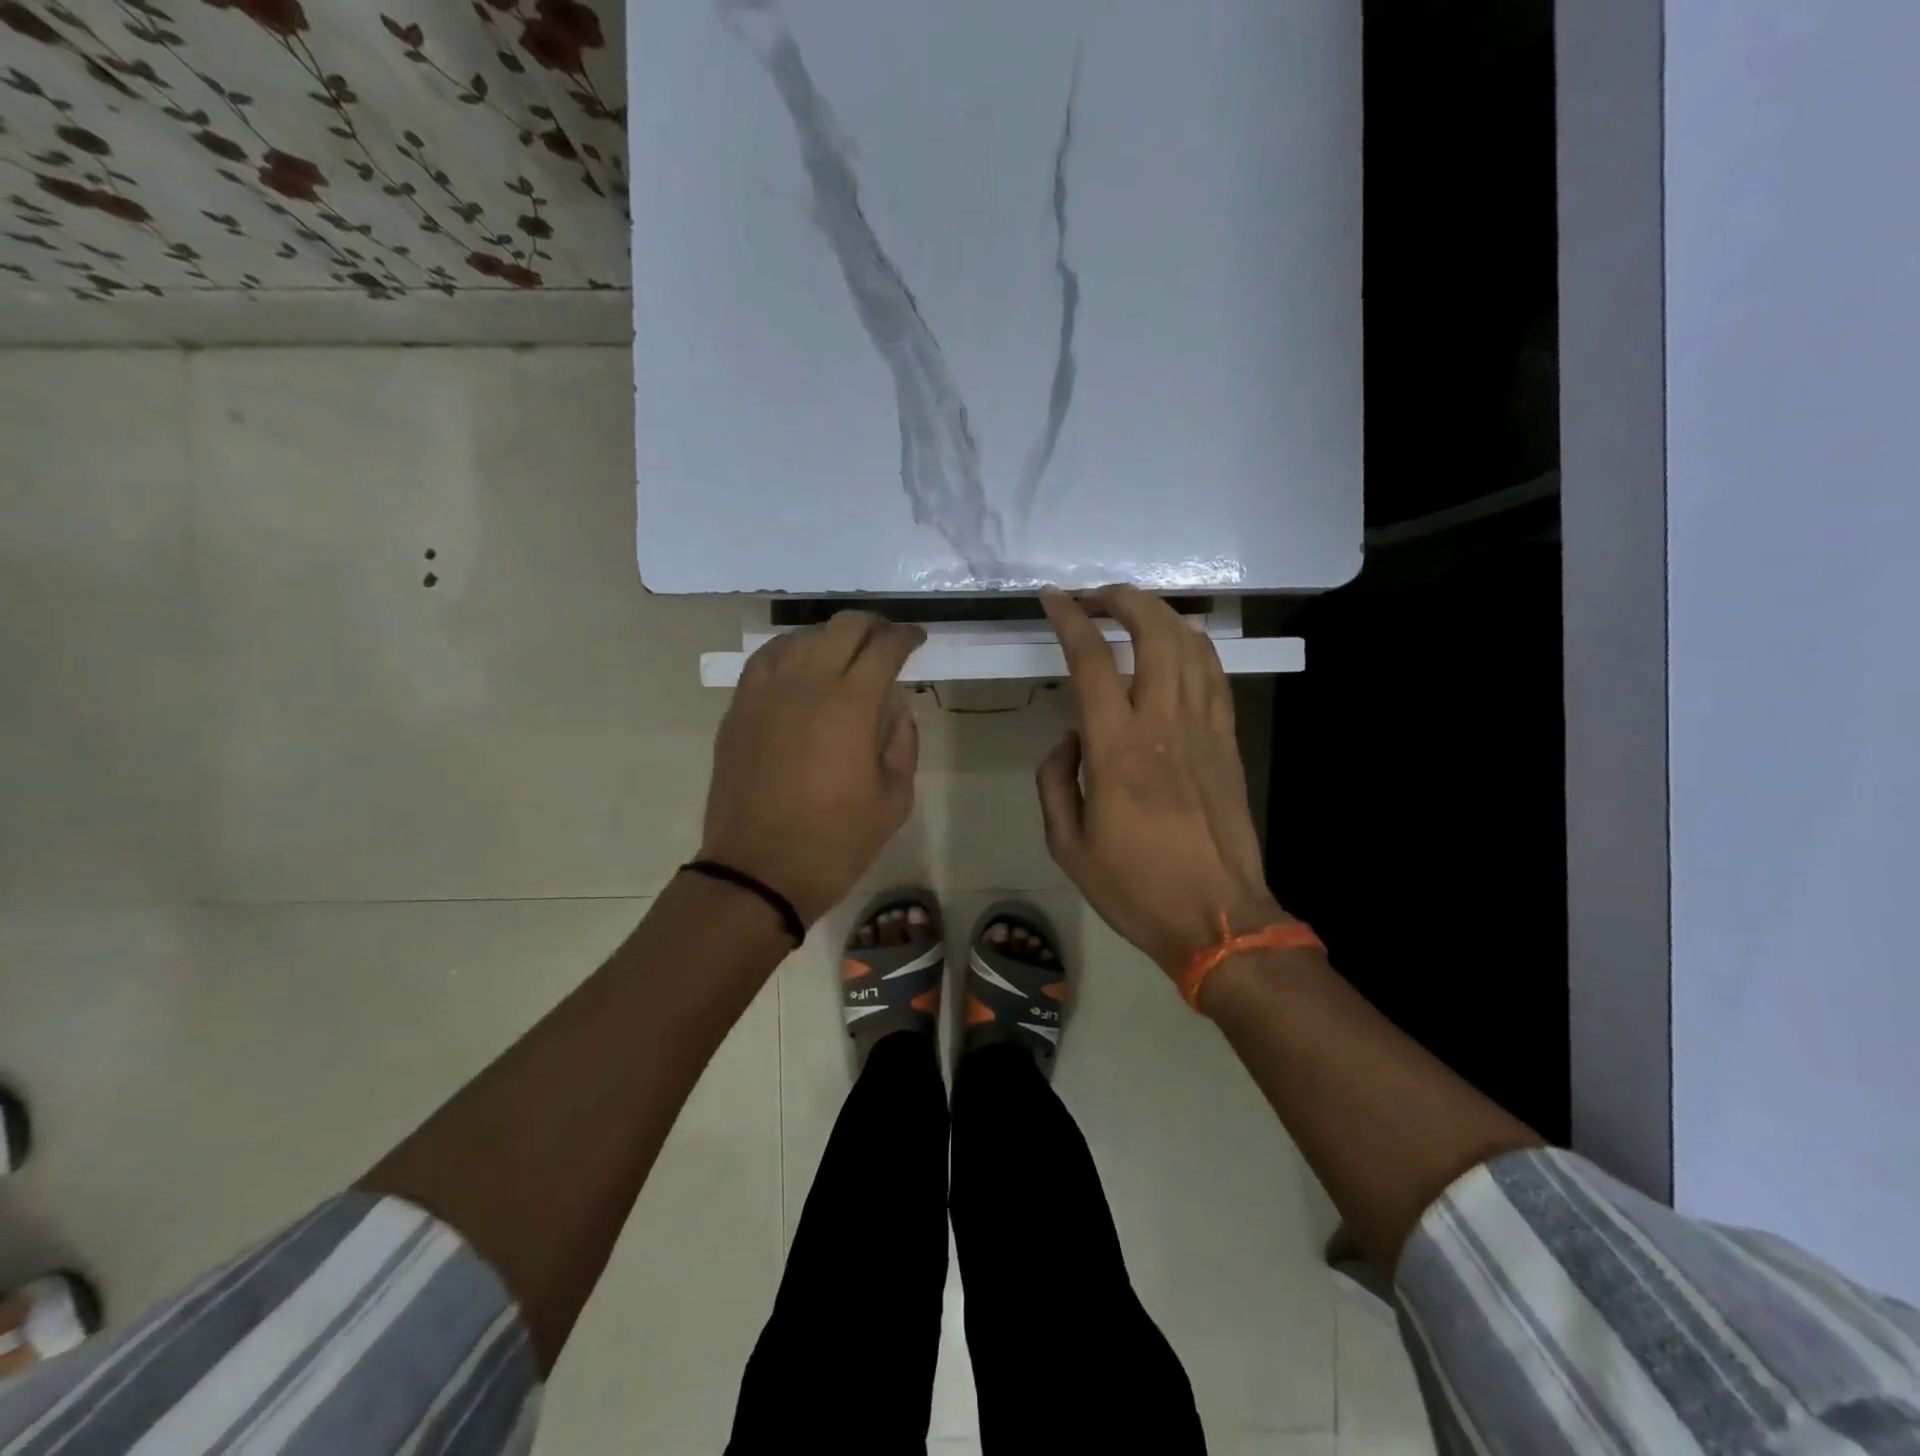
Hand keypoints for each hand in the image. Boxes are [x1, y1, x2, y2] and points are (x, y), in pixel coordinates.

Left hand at [700, 612, 925, 926]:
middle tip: (887, 639)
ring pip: (801, 637)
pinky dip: (790, 651)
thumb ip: (902, 747)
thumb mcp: (893, 802)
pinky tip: (800, 666)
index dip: (906, 637)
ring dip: (830, 636)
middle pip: (842, 628)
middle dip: (873, 625)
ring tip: (846, 652)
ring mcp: (766, 693)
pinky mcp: (739, 709)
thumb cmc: (834, 842)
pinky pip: (765, 660)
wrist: (757, 872)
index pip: (884, 648)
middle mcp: (807, 684)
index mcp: (851, 705)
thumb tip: (898, 714)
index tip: (917, 639)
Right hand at [1036, 586, 1291, 977]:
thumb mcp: (1068, 846)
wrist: (1218, 918)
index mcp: (1117, 750)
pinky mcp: (1228, 742)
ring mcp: (1204, 730)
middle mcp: (1163, 725)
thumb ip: (1056, 781)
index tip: (1054, 599)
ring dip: (1161, 616)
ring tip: (1134, 612)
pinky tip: (1180, 643)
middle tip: (1097, 597)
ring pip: (1191, 646)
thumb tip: (1071, 739)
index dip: (1070, 620)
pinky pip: (1215, 676)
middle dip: (1124, 600)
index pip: (1091, 662)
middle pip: (1154, 633)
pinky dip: (1196, 647)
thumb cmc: (1135, 887)